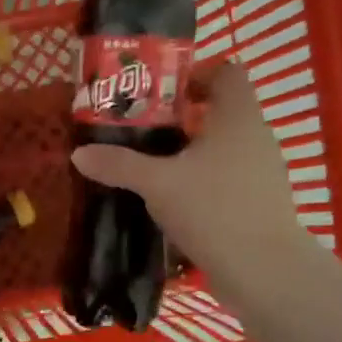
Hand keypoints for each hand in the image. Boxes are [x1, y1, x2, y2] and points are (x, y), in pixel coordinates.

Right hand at [71, 61, 305, 281]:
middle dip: (180, 117)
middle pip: (218, 110)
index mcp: (237, 116)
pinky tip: (174, 201)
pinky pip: (226, 177)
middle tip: (140, 131)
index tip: (157, 93)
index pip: (225, 72)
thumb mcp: (157, 184)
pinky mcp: (258, 201)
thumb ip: (119, 165)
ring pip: (221, 147)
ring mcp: (261, 171)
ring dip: (189, 152)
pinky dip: (201, 180)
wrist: (262, 269)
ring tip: (151, 167)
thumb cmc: (213, 209)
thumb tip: (79, 154)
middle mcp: (255, 136)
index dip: (193, 74)